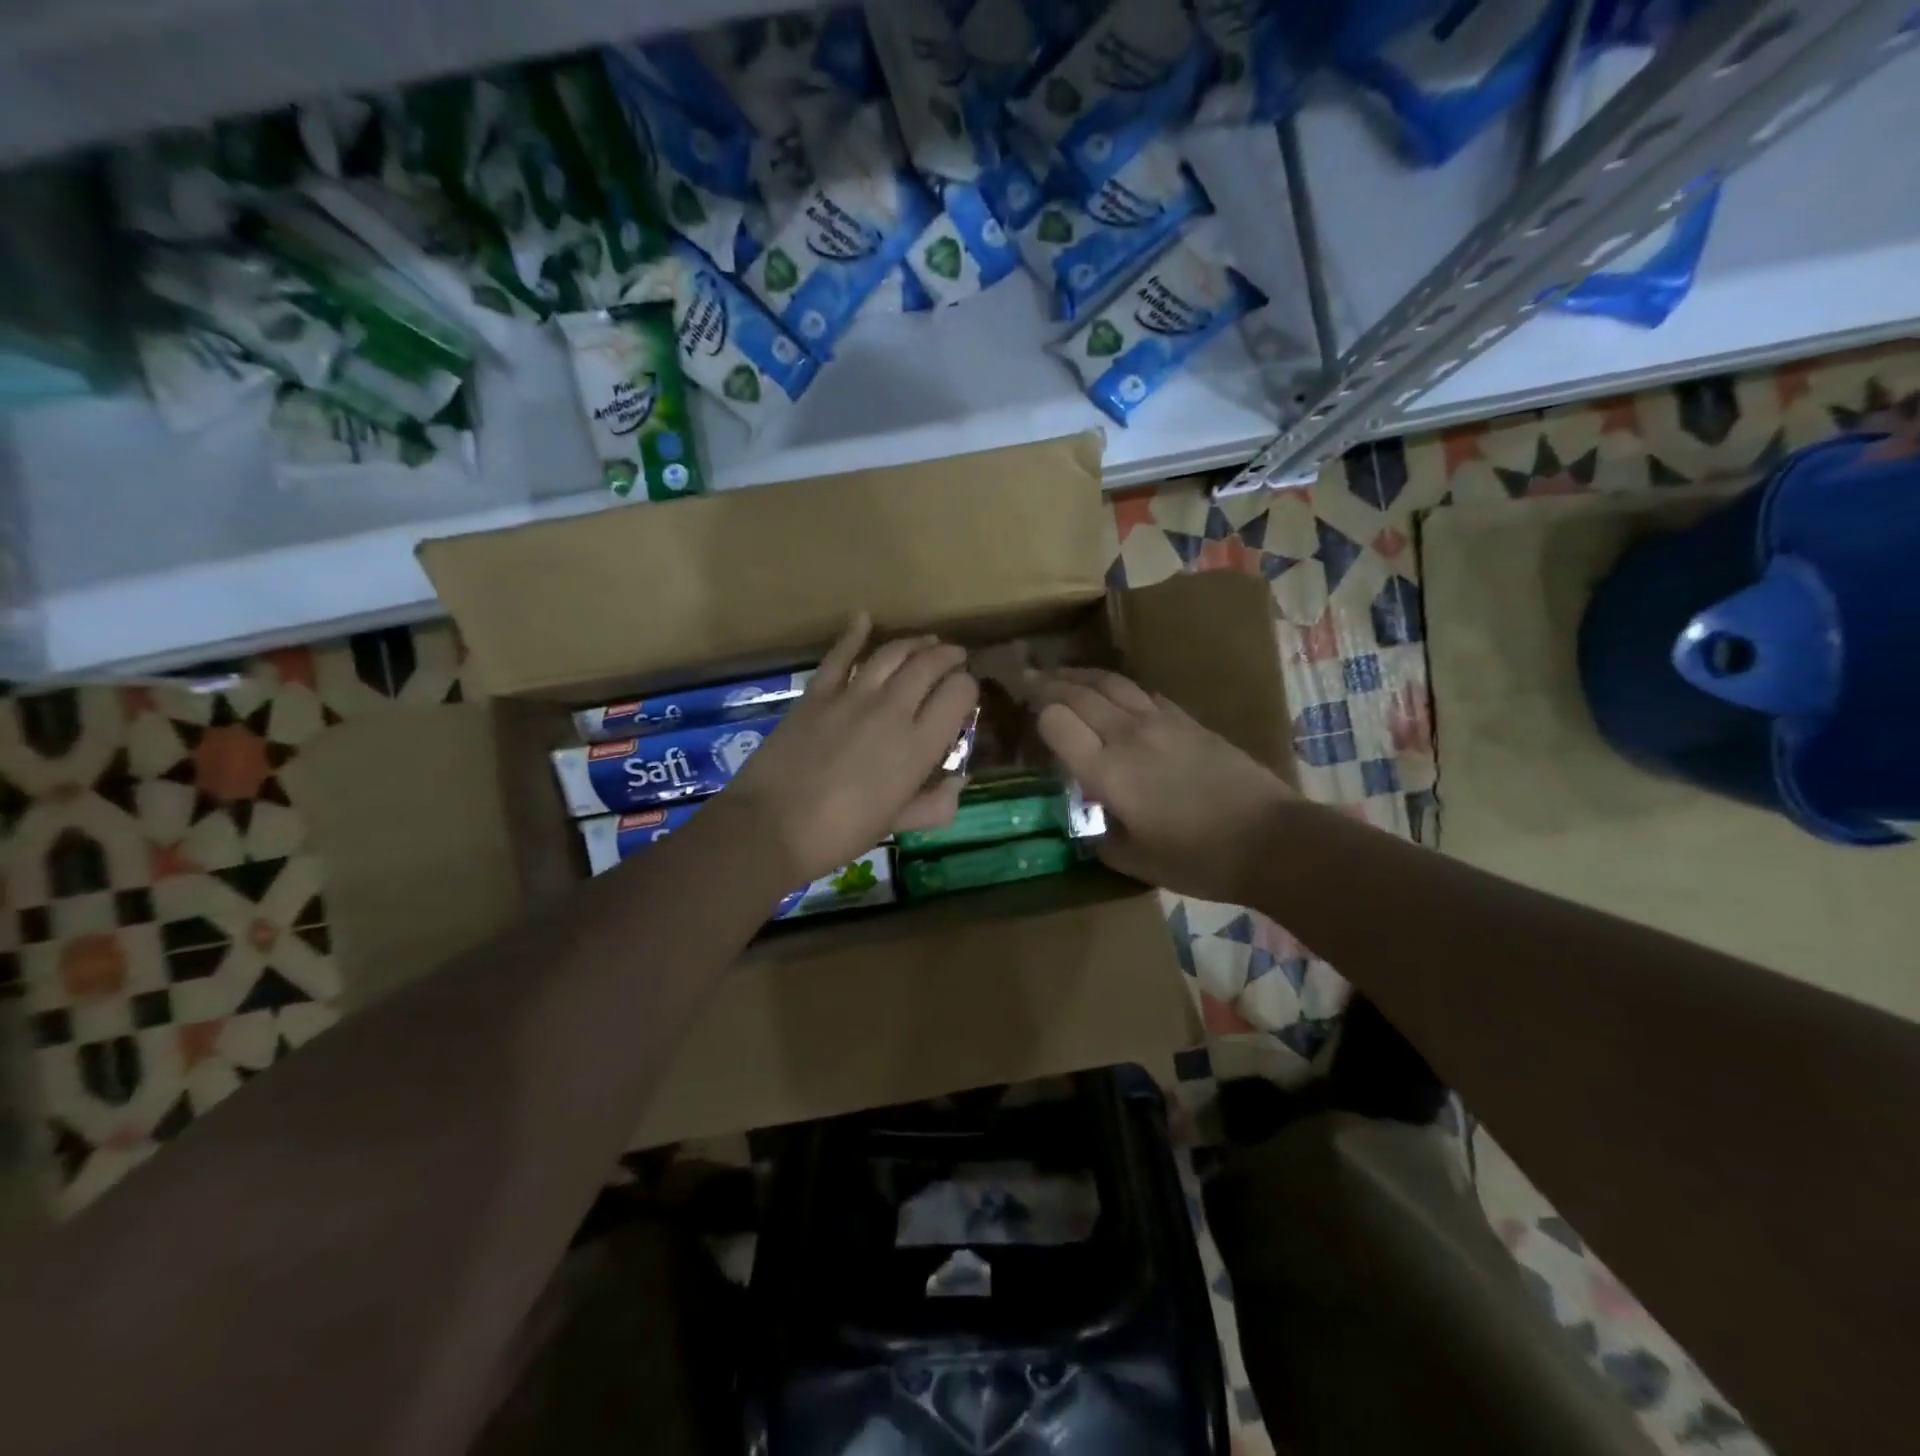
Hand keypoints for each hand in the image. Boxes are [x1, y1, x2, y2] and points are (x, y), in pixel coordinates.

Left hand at [725, 614, 977, 884]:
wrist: (772, 827)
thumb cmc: (842, 833)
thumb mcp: (898, 823)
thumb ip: (935, 803)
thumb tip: (959, 782)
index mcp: (919, 745)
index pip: (960, 693)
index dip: (968, 688)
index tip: (964, 697)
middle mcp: (893, 709)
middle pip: (930, 664)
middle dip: (949, 657)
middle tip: (955, 659)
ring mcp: (852, 696)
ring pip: (893, 653)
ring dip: (915, 643)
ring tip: (927, 642)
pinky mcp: (817, 693)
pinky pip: (841, 655)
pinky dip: (854, 633)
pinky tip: (865, 619)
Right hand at [1033, 668, 1295, 904]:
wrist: (1271, 840)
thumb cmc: (1198, 859)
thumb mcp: (1134, 861)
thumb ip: (1099, 836)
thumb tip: (1086, 819)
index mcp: (1107, 770)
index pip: (1056, 721)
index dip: (1035, 715)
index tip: (1023, 716)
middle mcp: (1127, 735)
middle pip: (1078, 693)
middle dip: (1047, 683)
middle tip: (1027, 679)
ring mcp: (1161, 721)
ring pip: (1110, 683)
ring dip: (1079, 675)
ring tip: (1060, 673)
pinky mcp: (1188, 720)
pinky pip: (1142, 692)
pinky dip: (1117, 686)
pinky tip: (1113, 692)